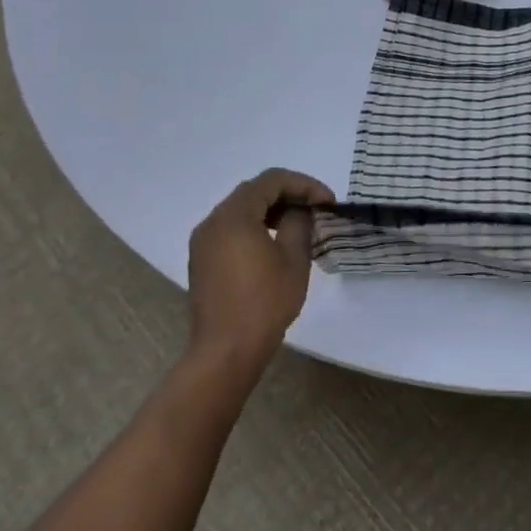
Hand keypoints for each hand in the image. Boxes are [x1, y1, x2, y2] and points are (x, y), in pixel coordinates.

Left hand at [186, 168, 334, 367]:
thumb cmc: (265, 302)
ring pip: (241, 209)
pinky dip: (255, 226)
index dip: (305, 184)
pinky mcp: (202, 260)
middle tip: (317, 208)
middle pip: (254, 191)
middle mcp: (212, 222)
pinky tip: (275, 243)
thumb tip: (300, 210)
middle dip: (289, 194)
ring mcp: (203, 242)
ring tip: (300, 224)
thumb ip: (299, 223)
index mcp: (234, 216)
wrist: (226, 350)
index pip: (272, 180)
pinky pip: (231, 228)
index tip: (328, 202)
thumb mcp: (294, 258)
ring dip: (272, 209)